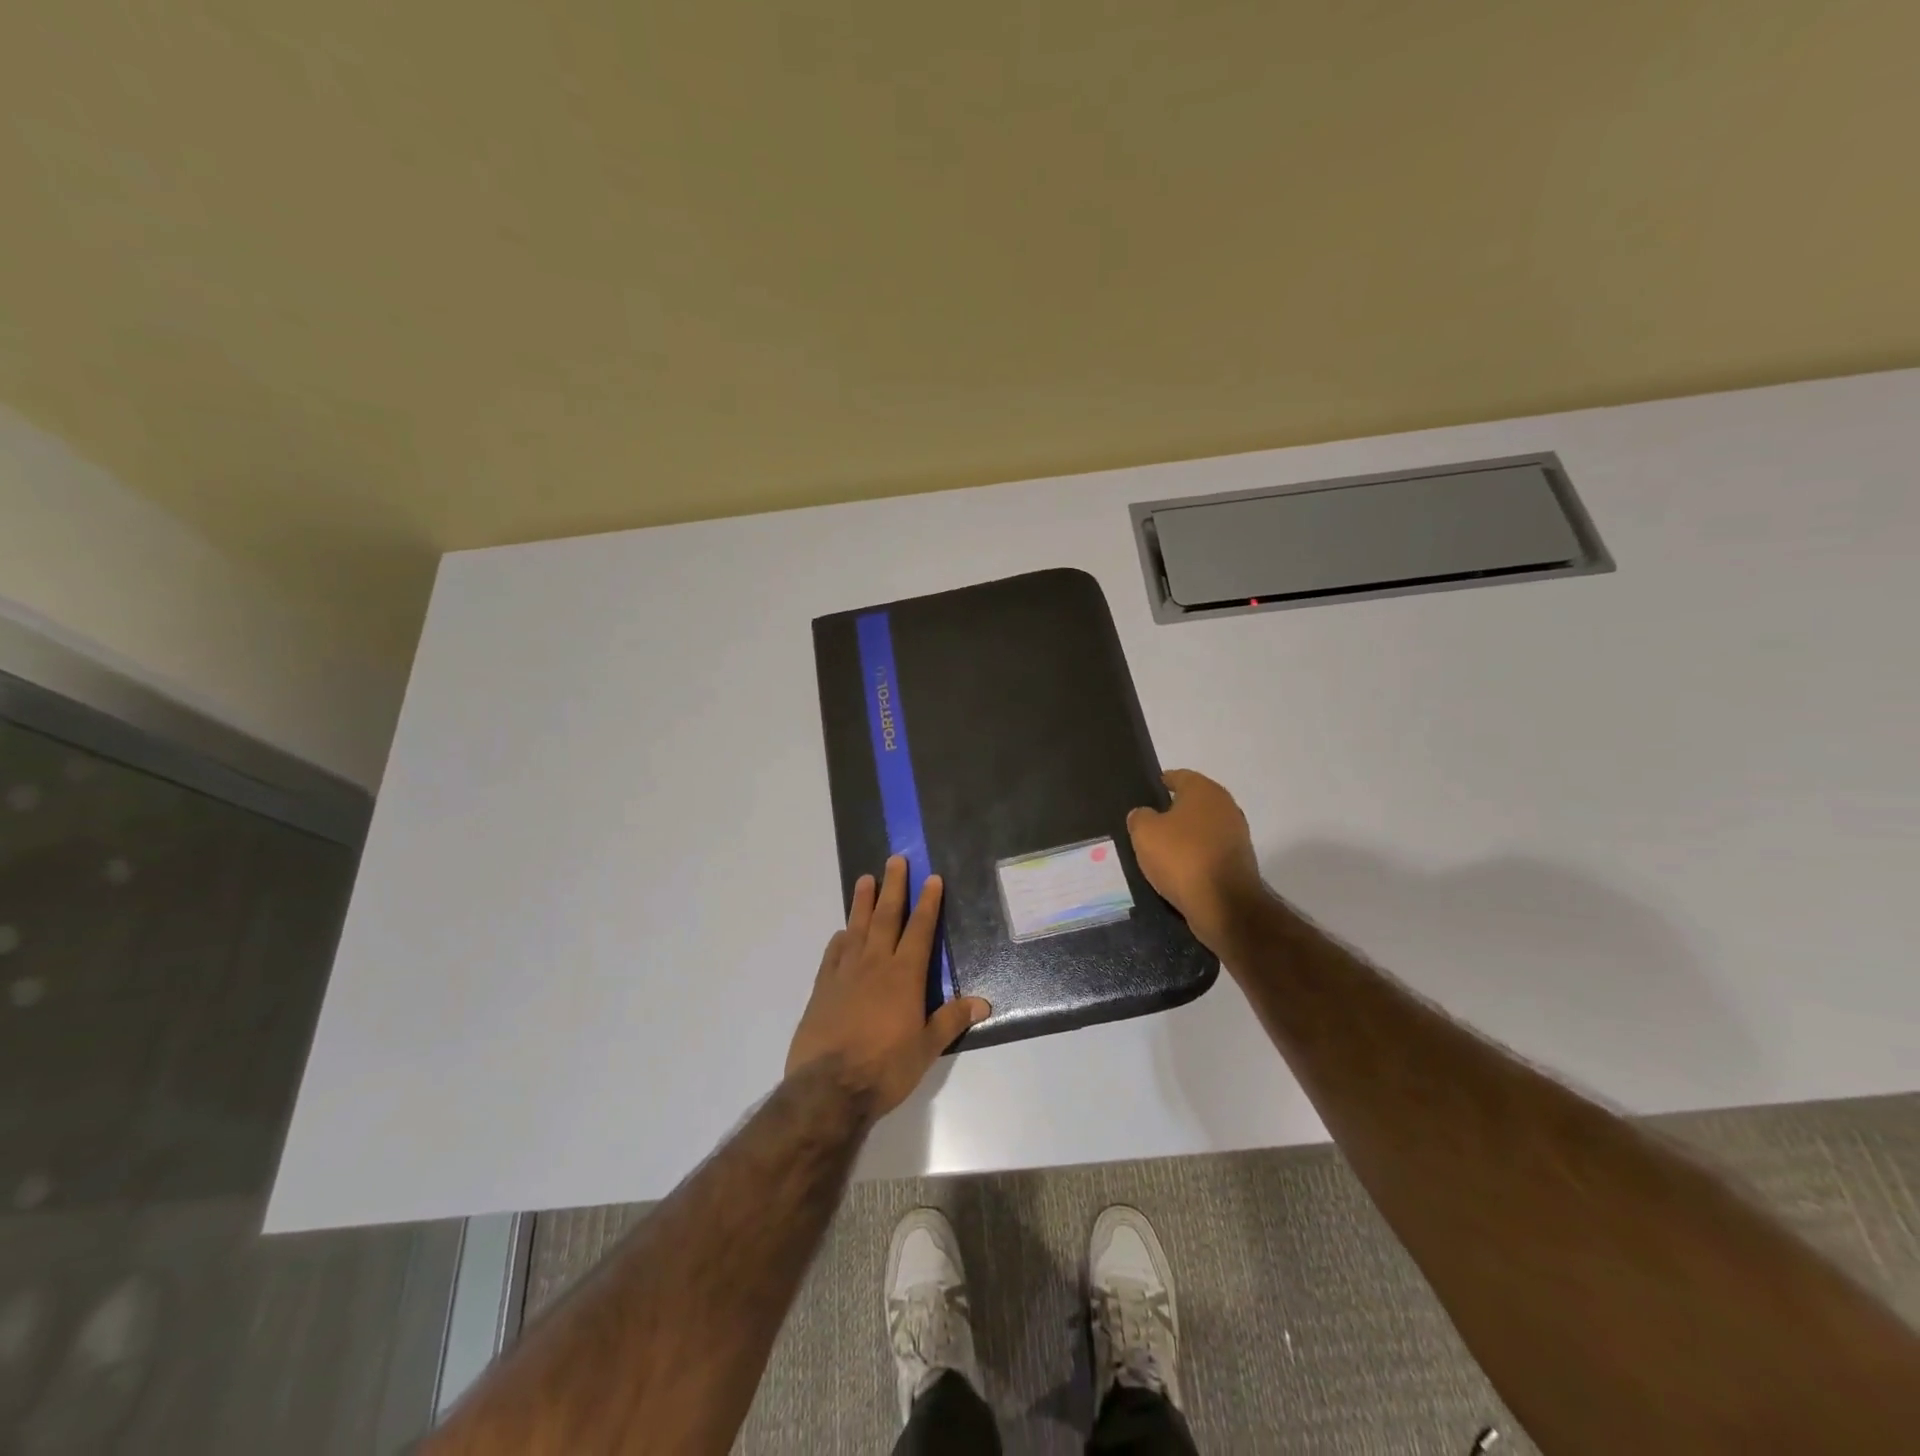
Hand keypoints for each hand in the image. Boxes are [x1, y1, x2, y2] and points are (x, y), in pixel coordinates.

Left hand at [787, 856, 991, 1116]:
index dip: (928, 903)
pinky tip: (843, 931)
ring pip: (857, 928)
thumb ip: (951, 1020)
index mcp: (904, 976)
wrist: (828, 1088)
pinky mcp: (822, 988)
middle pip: (886, 917)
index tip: (931, 878)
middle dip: (894, 887)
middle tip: (895, 859)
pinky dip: (840, 939)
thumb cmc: (885, 1068)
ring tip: (866, 878)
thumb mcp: (926, 1048)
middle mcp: (875, 964)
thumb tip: (983, 1003)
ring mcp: (845, 973)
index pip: (920, 930)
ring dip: (863, 902)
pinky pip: (833, 954)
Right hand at [1126, 769, 1267, 953]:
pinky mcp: (1239, 861)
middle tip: (1147, 824)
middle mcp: (1225, 806)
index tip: (1145, 794)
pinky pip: (1209, 851)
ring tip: (1160, 850)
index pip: (1179, 776)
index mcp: (1204, 790)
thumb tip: (1144, 815)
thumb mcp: (1144, 833)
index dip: (1160, 783)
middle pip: (1193, 803)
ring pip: (1202, 828)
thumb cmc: (1182, 858)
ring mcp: (1236, 835)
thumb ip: (1139, 817)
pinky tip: (1178, 869)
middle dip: (1172, 811)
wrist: (1225, 905)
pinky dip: (1195, 856)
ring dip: (1185, 836)